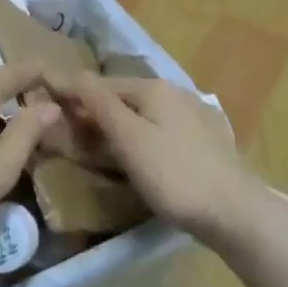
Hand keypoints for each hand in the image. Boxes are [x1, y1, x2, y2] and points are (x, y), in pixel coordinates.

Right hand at [45, 73, 262, 239]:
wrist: (235, 212)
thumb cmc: (174, 175)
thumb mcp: (129, 139)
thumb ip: (101, 105)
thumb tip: (76, 74)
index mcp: (154, 88)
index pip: (103, 84)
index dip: (76, 98)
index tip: (52, 114)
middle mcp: (176, 92)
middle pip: (125, 98)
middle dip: (98, 112)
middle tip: (73, 136)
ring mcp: (195, 115)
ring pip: (145, 114)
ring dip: (121, 126)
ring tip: (102, 148)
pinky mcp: (206, 140)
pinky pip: (163, 130)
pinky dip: (143, 137)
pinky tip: (141, 157)